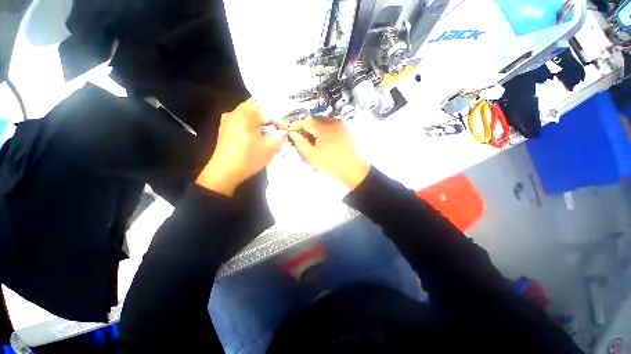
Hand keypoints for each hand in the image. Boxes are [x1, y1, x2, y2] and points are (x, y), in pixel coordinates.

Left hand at [196, 98, 286, 195]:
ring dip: (258, 120)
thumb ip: (279, 136)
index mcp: (244, 114)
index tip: (283, 127)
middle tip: (277, 126)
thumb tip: (283, 131)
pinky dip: (250, 125)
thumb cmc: (248, 158)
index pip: (265, 107)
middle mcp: (234, 113)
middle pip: (254, 107)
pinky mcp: (225, 130)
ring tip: (268, 131)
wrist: (224, 173)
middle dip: (267, 115)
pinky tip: (256, 136)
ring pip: (247, 114)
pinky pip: (240, 122)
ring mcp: (227, 122)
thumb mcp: (269, 148)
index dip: (276, 116)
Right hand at [289, 116, 368, 189]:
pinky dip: (321, 130)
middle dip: (305, 128)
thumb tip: (292, 133)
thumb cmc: (331, 164)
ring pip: (320, 121)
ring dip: (313, 129)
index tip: (290, 133)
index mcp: (325, 127)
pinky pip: (328, 125)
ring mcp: (339, 124)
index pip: (306, 121)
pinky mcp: (343, 128)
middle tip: (301, 140)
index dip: (296, 126)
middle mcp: (333, 121)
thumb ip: (299, 142)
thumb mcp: (311, 155)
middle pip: (313, 119)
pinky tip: (321, 141)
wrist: (352, 169)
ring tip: (312, 142)